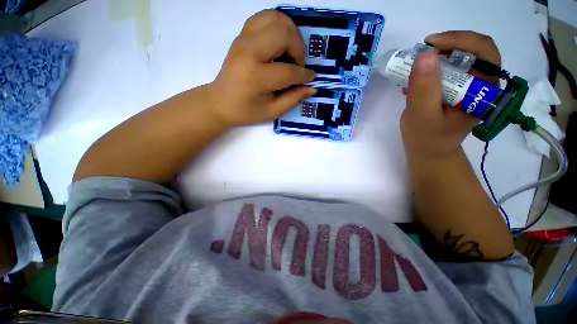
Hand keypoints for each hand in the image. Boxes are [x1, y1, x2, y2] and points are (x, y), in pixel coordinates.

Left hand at [207, 10, 316, 126]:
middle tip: (298, 65)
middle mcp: (249, 51)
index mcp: (256, 76)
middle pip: (283, 33)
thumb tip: (312, 88)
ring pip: (275, 18)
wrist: (220, 101)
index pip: (288, 71)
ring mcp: (243, 39)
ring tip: (291, 53)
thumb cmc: (245, 111)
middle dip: (298, 48)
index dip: (303, 75)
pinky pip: (265, 17)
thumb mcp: (271, 112)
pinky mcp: (242, 35)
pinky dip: (278, 26)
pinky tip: (280, 43)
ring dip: (290, 33)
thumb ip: (293, 99)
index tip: (310, 78)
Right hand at [401, 31, 501, 158]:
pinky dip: (433, 66)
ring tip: (417, 65)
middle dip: (447, 45)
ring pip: (461, 57)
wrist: (428, 151)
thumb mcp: (422, 117)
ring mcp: (470, 86)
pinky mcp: (458, 89)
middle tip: (422, 52)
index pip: (484, 51)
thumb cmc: (426, 139)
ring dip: (438, 55)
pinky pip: (449, 68)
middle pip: (474, 50)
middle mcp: (482, 85)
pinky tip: (419, 75)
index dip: (459, 40)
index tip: (429, 44)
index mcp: (484, 92)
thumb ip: (424, 89)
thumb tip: (425, 55)